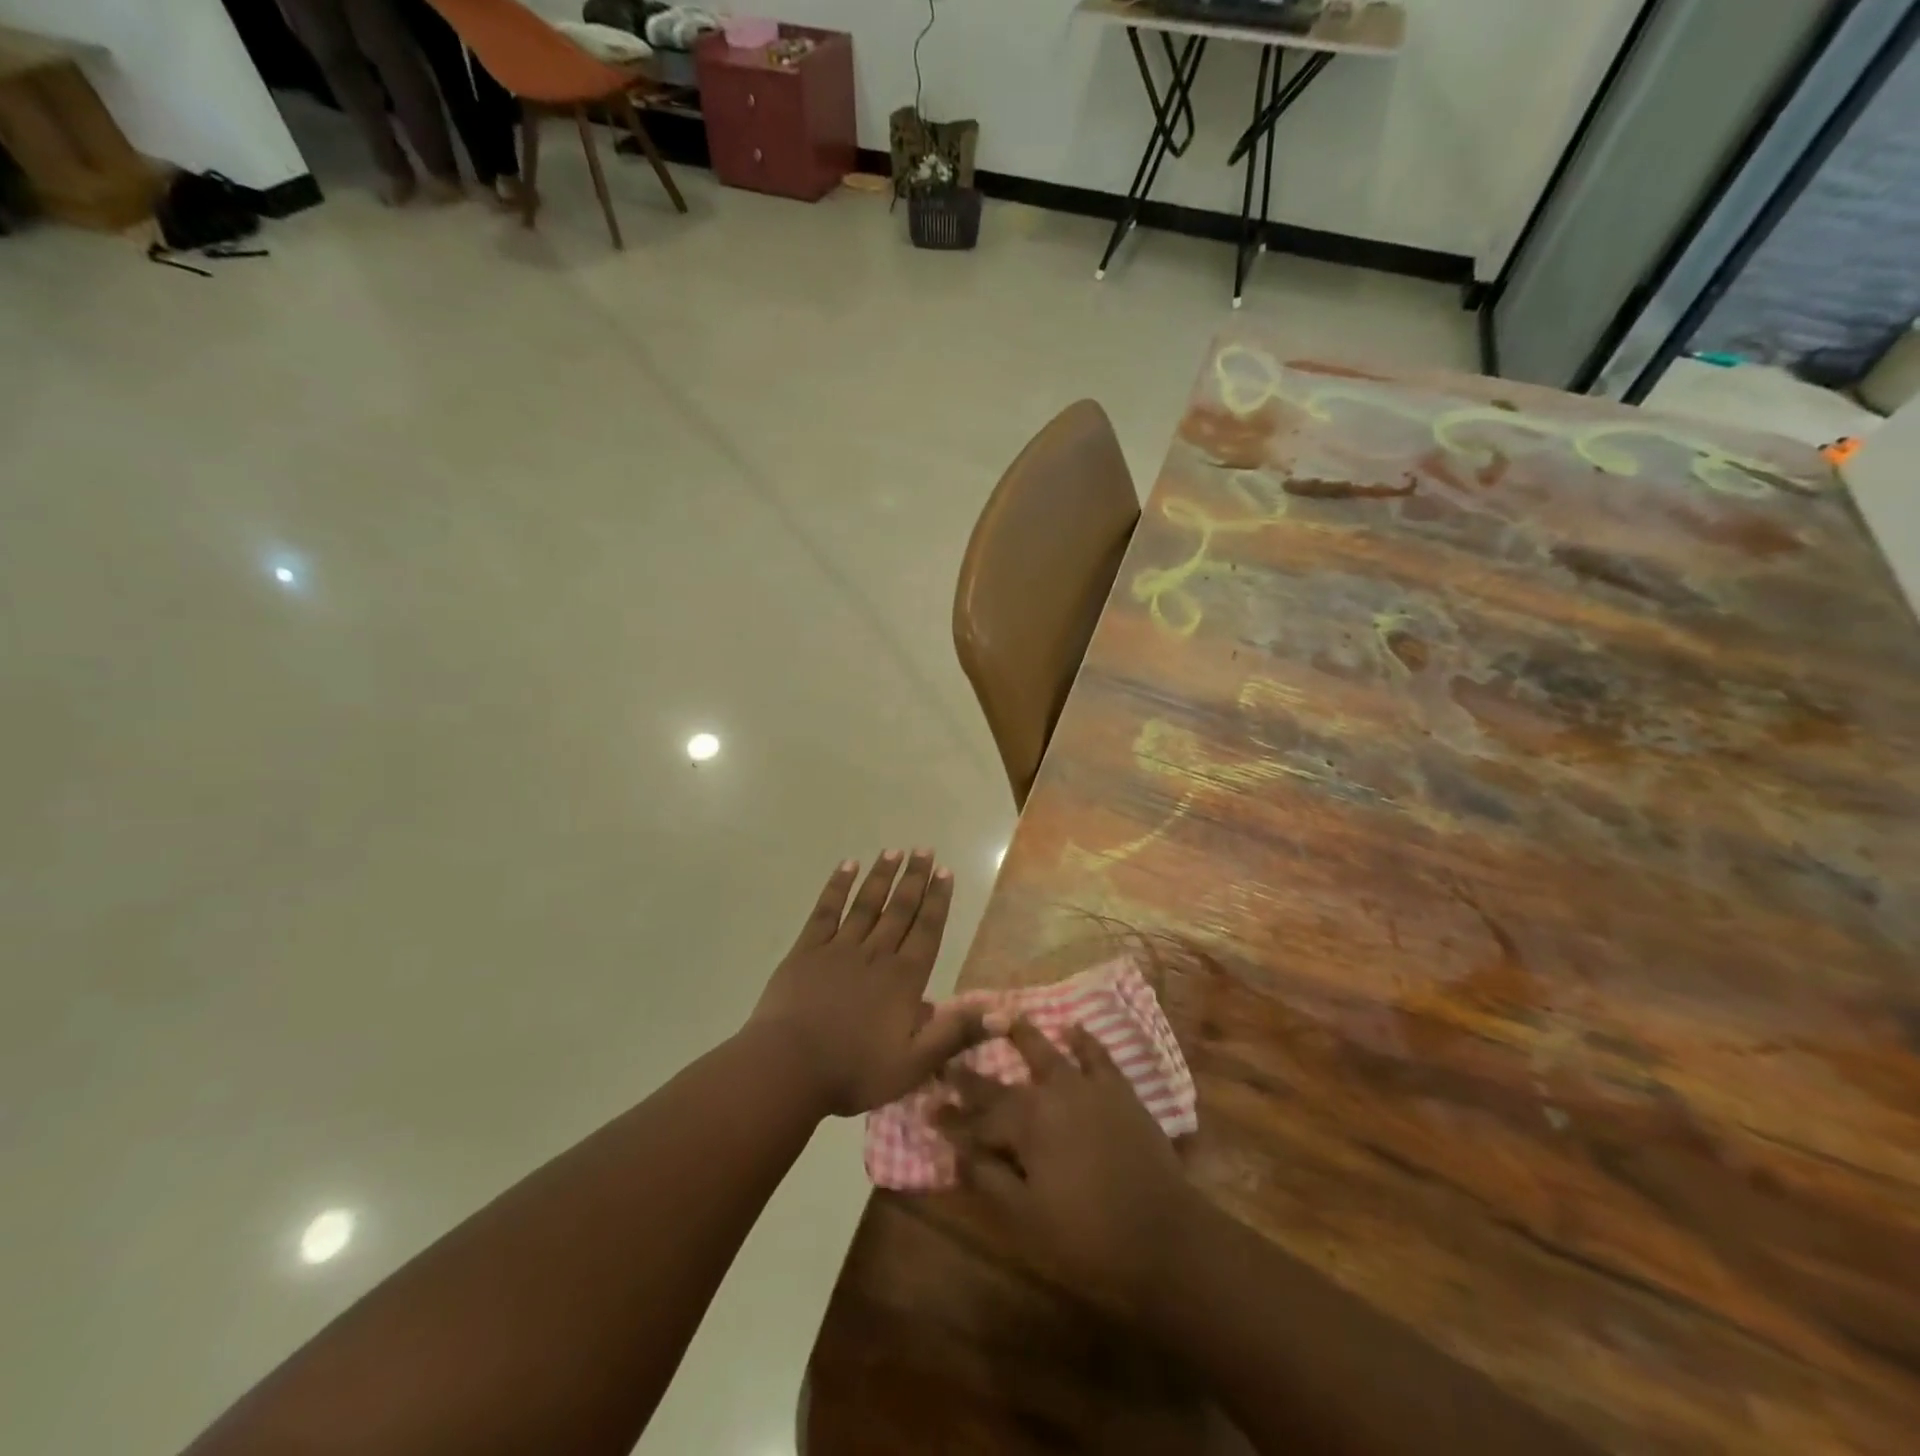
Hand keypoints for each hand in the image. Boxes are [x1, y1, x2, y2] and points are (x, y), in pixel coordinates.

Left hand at [747, 851, 979, 1117]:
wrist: (788, 1068)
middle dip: (914, 879)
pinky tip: (847, 867)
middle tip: (924, 849)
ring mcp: (839, 948)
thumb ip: (956, 1034)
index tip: (945, 872)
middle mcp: (876, 954)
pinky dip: (837, 887)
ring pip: (866, 904)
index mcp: (904, 979)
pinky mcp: (807, 950)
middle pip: (899, 909)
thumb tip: (1005, 1015)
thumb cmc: (854, 1071)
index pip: (927, 930)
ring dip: (881, 876)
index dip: (937, 900)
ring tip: (893, 851)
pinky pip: (826, 911)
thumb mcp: (914, 1064)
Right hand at [937, 1016, 1200, 1317]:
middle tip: (948, 1060)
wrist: (1162, 1235)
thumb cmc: (1087, 1236)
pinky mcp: (1118, 1091)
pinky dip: (1083, 1040)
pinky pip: (1097, 1056)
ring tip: (1001, 1015)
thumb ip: (988, 1179)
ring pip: (1046, 1052)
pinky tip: (1073, 1027)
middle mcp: (1050, 1093)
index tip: (927, 1108)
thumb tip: (958, 1152)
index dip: (950, 1118)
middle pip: (1002, 1083)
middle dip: (971, 1075)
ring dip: (1021, 1035)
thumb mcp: (1026, 1218)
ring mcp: (1086, 1087)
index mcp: (1024, 1124)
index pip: (976, 1119)